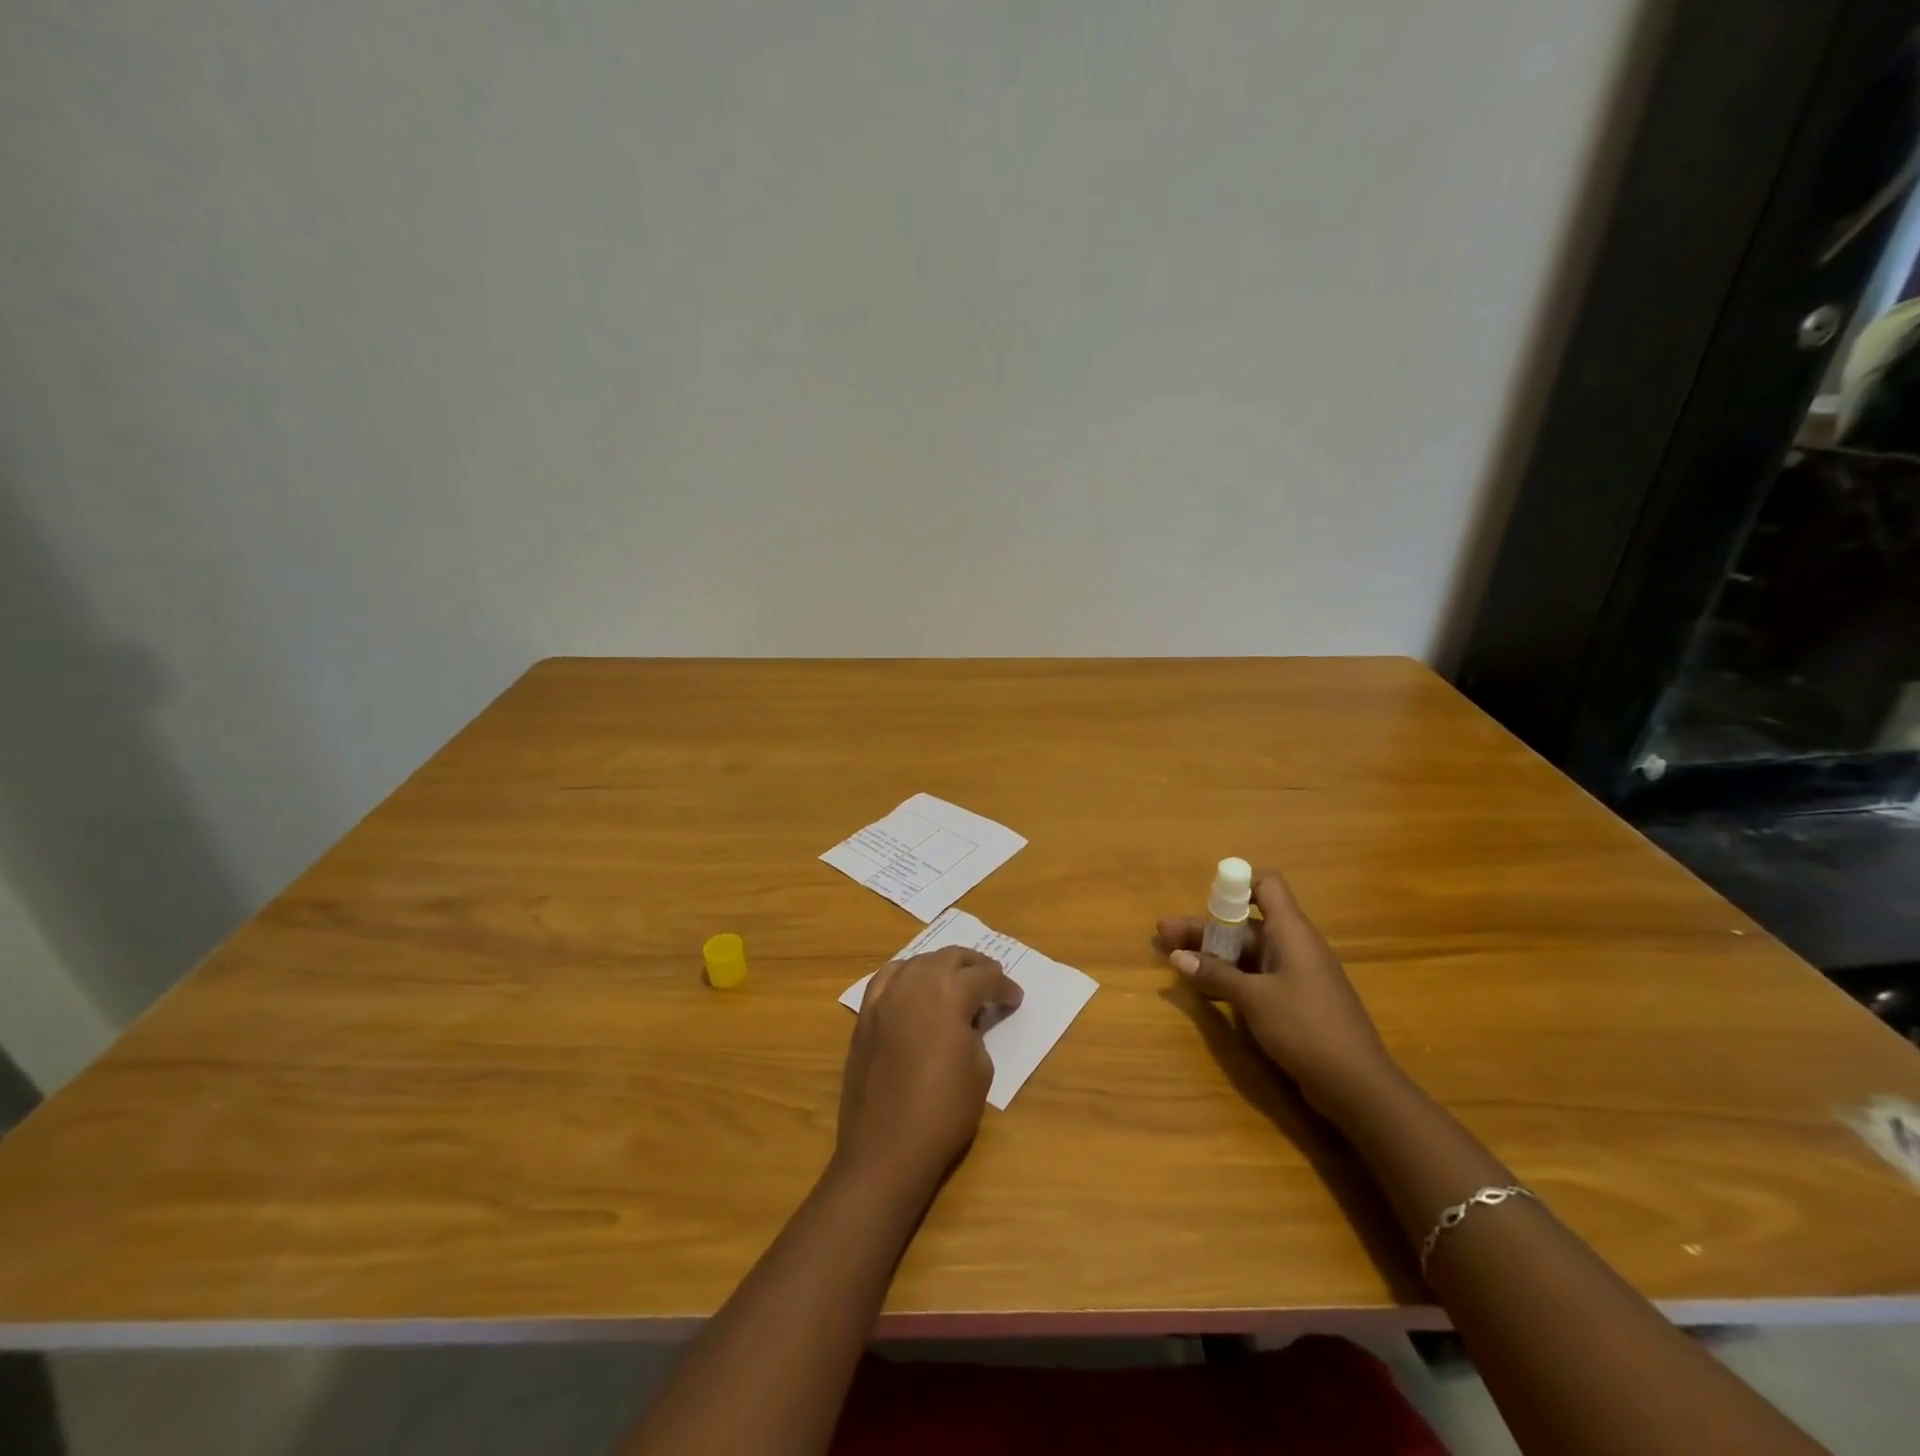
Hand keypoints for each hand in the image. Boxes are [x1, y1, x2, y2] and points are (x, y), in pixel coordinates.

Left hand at [835, 947, 1022, 1193]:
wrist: (886, 1147)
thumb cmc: (944, 1111)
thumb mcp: (980, 1070)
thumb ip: (976, 1033)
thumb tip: (965, 1022)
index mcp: (950, 993)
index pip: (985, 978)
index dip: (1004, 987)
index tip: (1015, 999)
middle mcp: (916, 982)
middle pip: (950, 957)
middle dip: (975, 965)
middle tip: (991, 978)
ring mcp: (886, 996)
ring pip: (918, 961)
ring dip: (941, 966)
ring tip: (955, 979)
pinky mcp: (866, 1015)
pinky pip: (887, 979)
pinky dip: (906, 976)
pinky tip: (913, 987)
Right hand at [1158, 869, 1395, 1115]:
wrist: (1357, 1085)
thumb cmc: (1305, 1027)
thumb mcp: (1253, 998)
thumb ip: (1215, 975)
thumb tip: (1177, 957)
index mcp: (1290, 931)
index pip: (1266, 885)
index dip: (1236, 884)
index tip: (1204, 900)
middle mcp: (1293, 945)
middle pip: (1245, 922)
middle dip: (1205, 927)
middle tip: (1164, 936)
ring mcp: (1295, 974)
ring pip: (1247, 951)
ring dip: (1212, 953)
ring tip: (1174, 960)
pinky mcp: (1294, 1000)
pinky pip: (1255, 976)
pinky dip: (1229, 976)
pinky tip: (1203, 988)